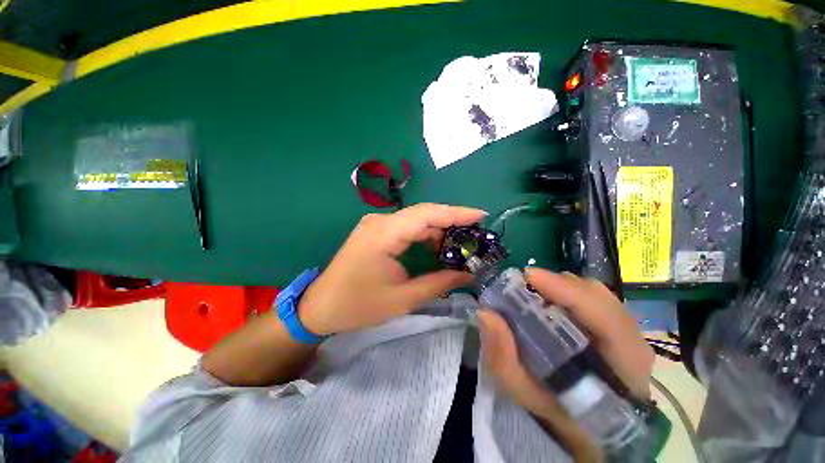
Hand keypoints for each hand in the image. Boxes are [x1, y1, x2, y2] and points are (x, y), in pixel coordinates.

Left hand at [298, 203, 486, 334]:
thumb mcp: (403, 298)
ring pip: (416, 219)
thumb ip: (438, 283)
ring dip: (438, 230)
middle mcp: (380, 221)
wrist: (320, 306)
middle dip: (451, 222)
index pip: (427, 214)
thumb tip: (468, 275)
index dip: (456, 213)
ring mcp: (376, 224)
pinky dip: (424, 235)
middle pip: (423, 214)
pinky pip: (406, 227)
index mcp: (384, 233)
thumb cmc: (358, 305)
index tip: (481, 215)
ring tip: (460, 246)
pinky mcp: (376, 231)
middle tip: (475, 236)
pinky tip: (436, 247)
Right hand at [478, 269, 653, 460]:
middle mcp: (632, 342)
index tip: (529, 276)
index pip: (603, 317)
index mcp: (622, 366)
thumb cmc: (558, 411)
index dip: (566, 291)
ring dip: (561, 286)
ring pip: (595, 293)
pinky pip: (593, 298)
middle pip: (598, 296)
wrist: (588, 424)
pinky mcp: (617, 326)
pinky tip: (549, 298)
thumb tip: (486, 313)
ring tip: (533, 290)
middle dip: (557, 284)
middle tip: (523, 284)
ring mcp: (628, 331)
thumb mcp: (524, 391)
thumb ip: (504, 357)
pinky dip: (567, 291)